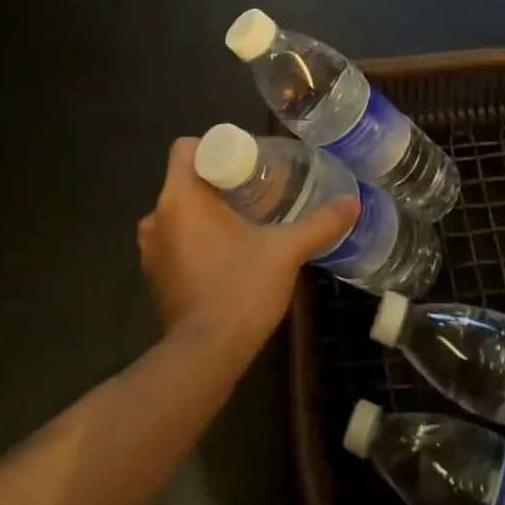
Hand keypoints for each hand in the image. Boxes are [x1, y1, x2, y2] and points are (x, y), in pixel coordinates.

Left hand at [138, 137, 358, 354]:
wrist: (206, 356)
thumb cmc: (240, 290)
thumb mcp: (286, 251)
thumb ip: (319, 223)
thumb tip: (352, 201)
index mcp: (180, 199)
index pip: (186, 149)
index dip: (215, 148)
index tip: (247, 164)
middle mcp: (156, 218)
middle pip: (185, 179)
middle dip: (218, 181)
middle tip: (256, 191)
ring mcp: (151, 250)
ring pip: (179, 211)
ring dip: (206, 212)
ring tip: (245, 221)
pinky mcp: (155, 276)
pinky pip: (175, 239)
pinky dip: (196, 238)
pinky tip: (227, 253)